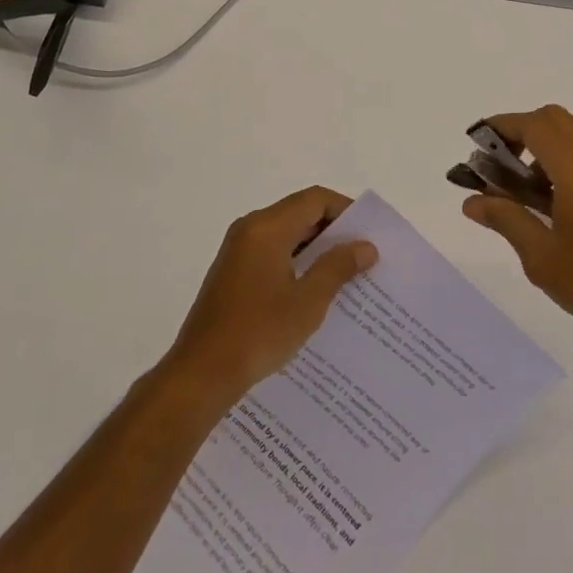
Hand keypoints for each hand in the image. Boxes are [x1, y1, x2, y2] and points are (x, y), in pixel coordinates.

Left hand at [160, 186, 377, 410]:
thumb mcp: (308, 301)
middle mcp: (250, 229)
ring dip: (316, 249)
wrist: (202, 373)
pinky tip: (315, 291)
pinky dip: (297, 262)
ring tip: (347, 275)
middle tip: (365, 255)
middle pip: (300, 213)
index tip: (370, 234)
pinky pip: (272, 252)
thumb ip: (338, 267)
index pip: (314, 200)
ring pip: (286, 234)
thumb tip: (365, 246)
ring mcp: (238, 250)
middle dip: (334, 231)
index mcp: (267, 227)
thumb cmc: (259, 332)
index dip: (346, 210)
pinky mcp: (233, 272)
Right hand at [463, 105, 572, 349]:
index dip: (500, 126)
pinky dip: (554, 166)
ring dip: (536, 150)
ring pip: (568, 139)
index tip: (474, 144)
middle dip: (518, 131)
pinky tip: (542, 207)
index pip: (534, 125)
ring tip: (514, 193)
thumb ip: (505, 219)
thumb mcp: (541, 256)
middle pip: (553, 120)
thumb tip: (472, 201)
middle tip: (495, 164)